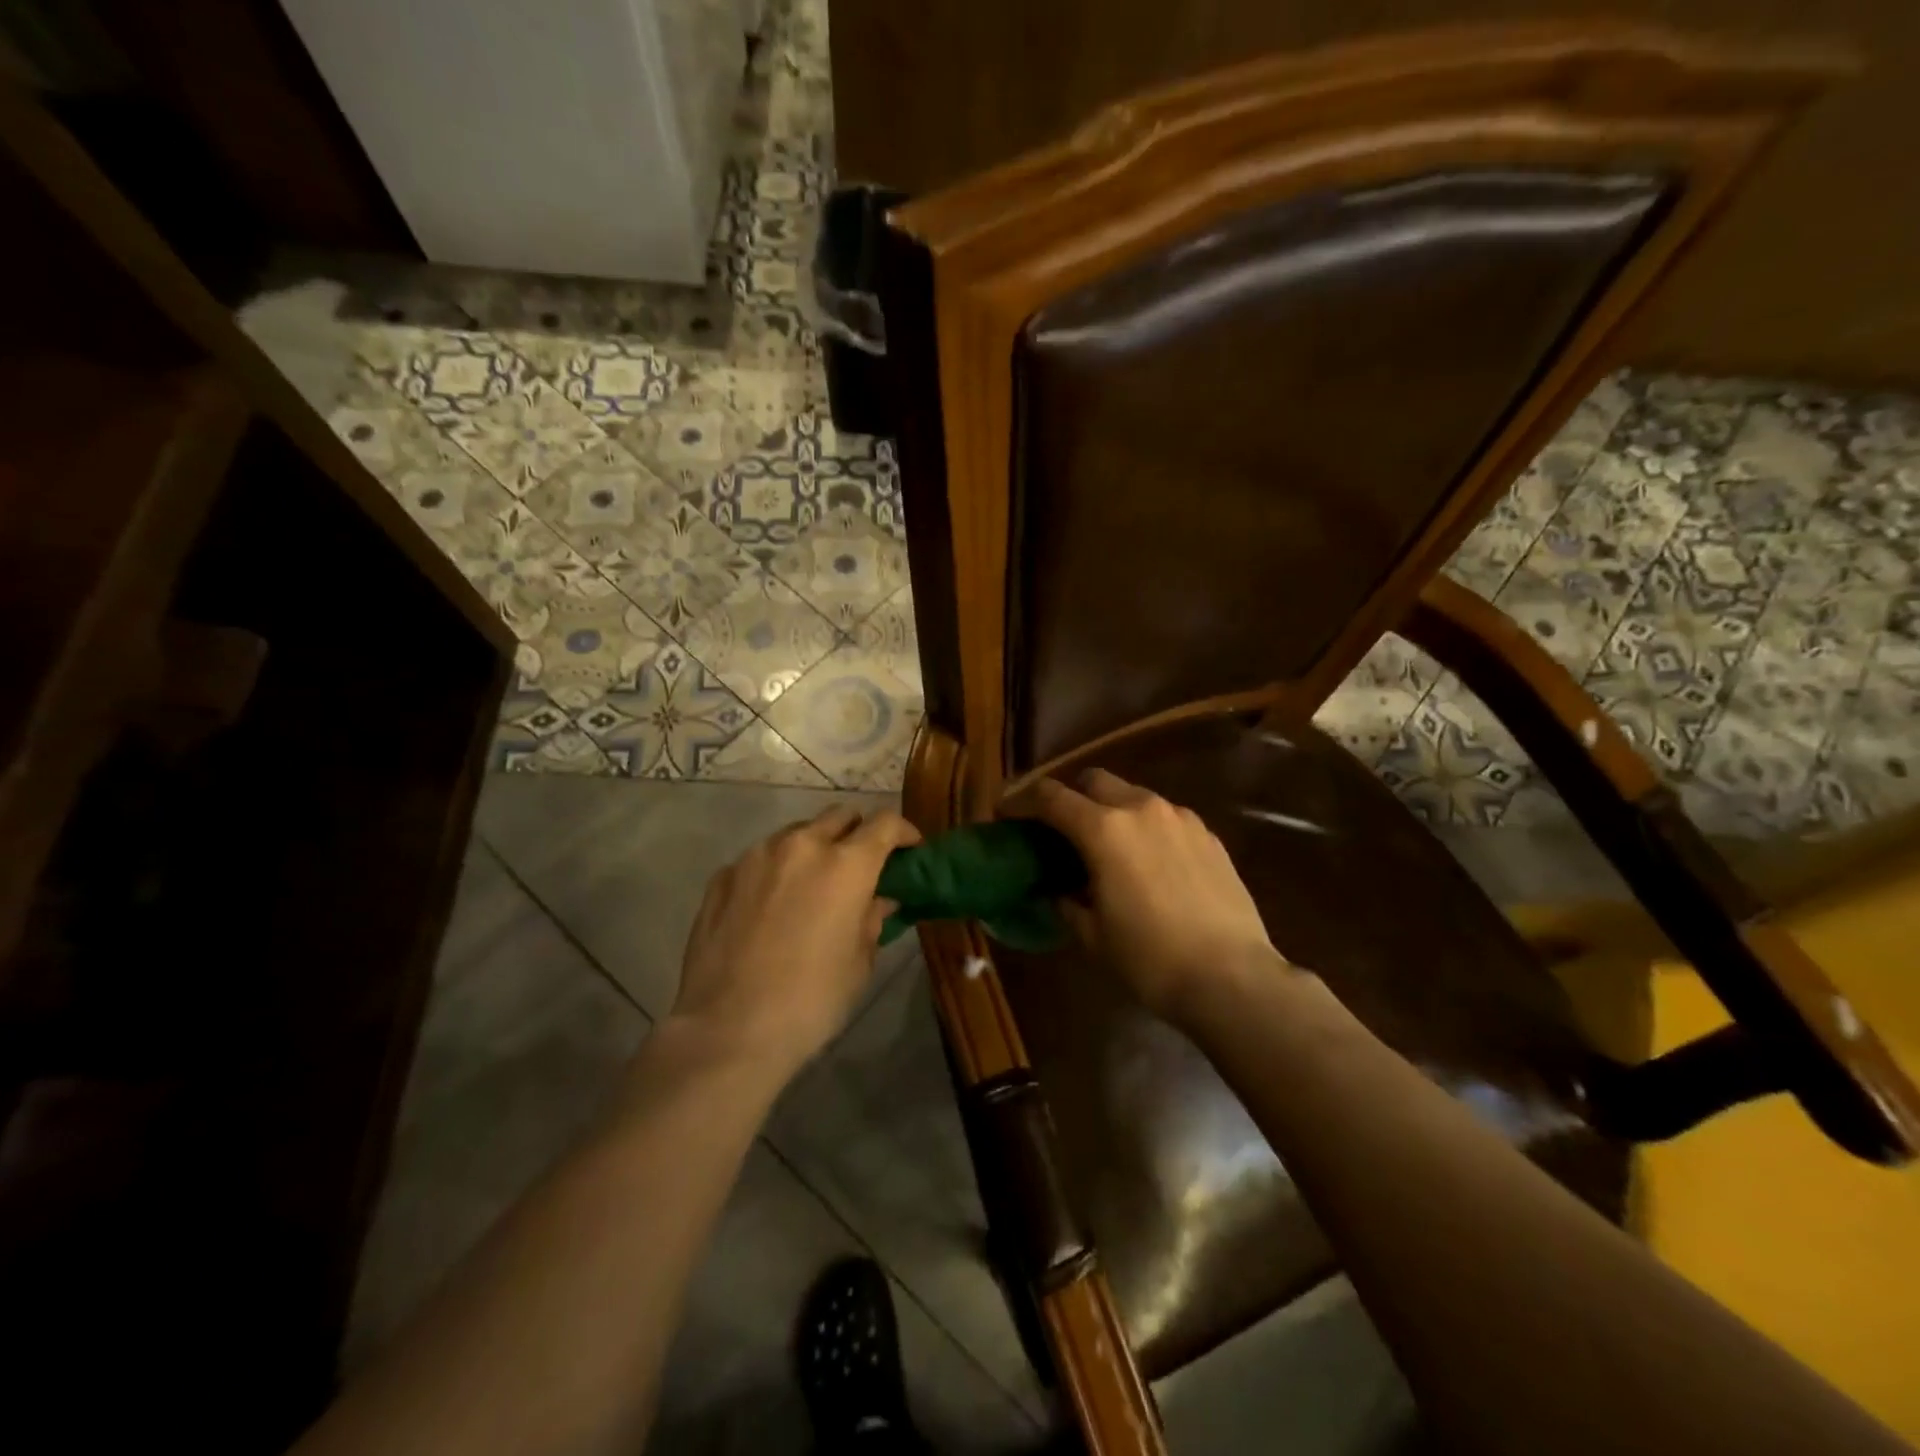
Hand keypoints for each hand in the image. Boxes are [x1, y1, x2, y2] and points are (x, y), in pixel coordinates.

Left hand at [671, 804, 919, 1078]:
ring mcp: (756, 856)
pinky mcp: (723, 876)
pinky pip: (761, 859)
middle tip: (860, 867)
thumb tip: (878, 900)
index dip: (903, 832)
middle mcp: (802, 846)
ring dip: (814, 849)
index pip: (885, 823)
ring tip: (812, 887)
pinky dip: (776, 871)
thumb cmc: (810, 1001)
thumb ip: (871, 919)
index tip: (909, 850)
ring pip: (797, 833)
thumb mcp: (858, 963)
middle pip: (840, 816)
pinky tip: (771, 908)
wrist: (727, 1030)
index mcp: (846, 865)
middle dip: (857, 834)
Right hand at [1031, 770, 1281, 1024]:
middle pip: (1094, 780)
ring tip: (1109, 848)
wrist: (1232, 978)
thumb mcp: (1093, 936)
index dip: (1022, 800)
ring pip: (1133, 795)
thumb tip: (1059, 890)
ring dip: (1111, 810)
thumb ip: (1067, 901)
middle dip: (1071, 796)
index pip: (1051, 796)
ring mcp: (1180, 818)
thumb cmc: (1150, 959)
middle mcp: (1141, 808)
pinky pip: (1165, 817)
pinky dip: (1146, 828)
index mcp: (1104, 829)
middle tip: (1061, 829)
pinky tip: (1150, 863)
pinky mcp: (1208, 835)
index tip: (1007, 812)